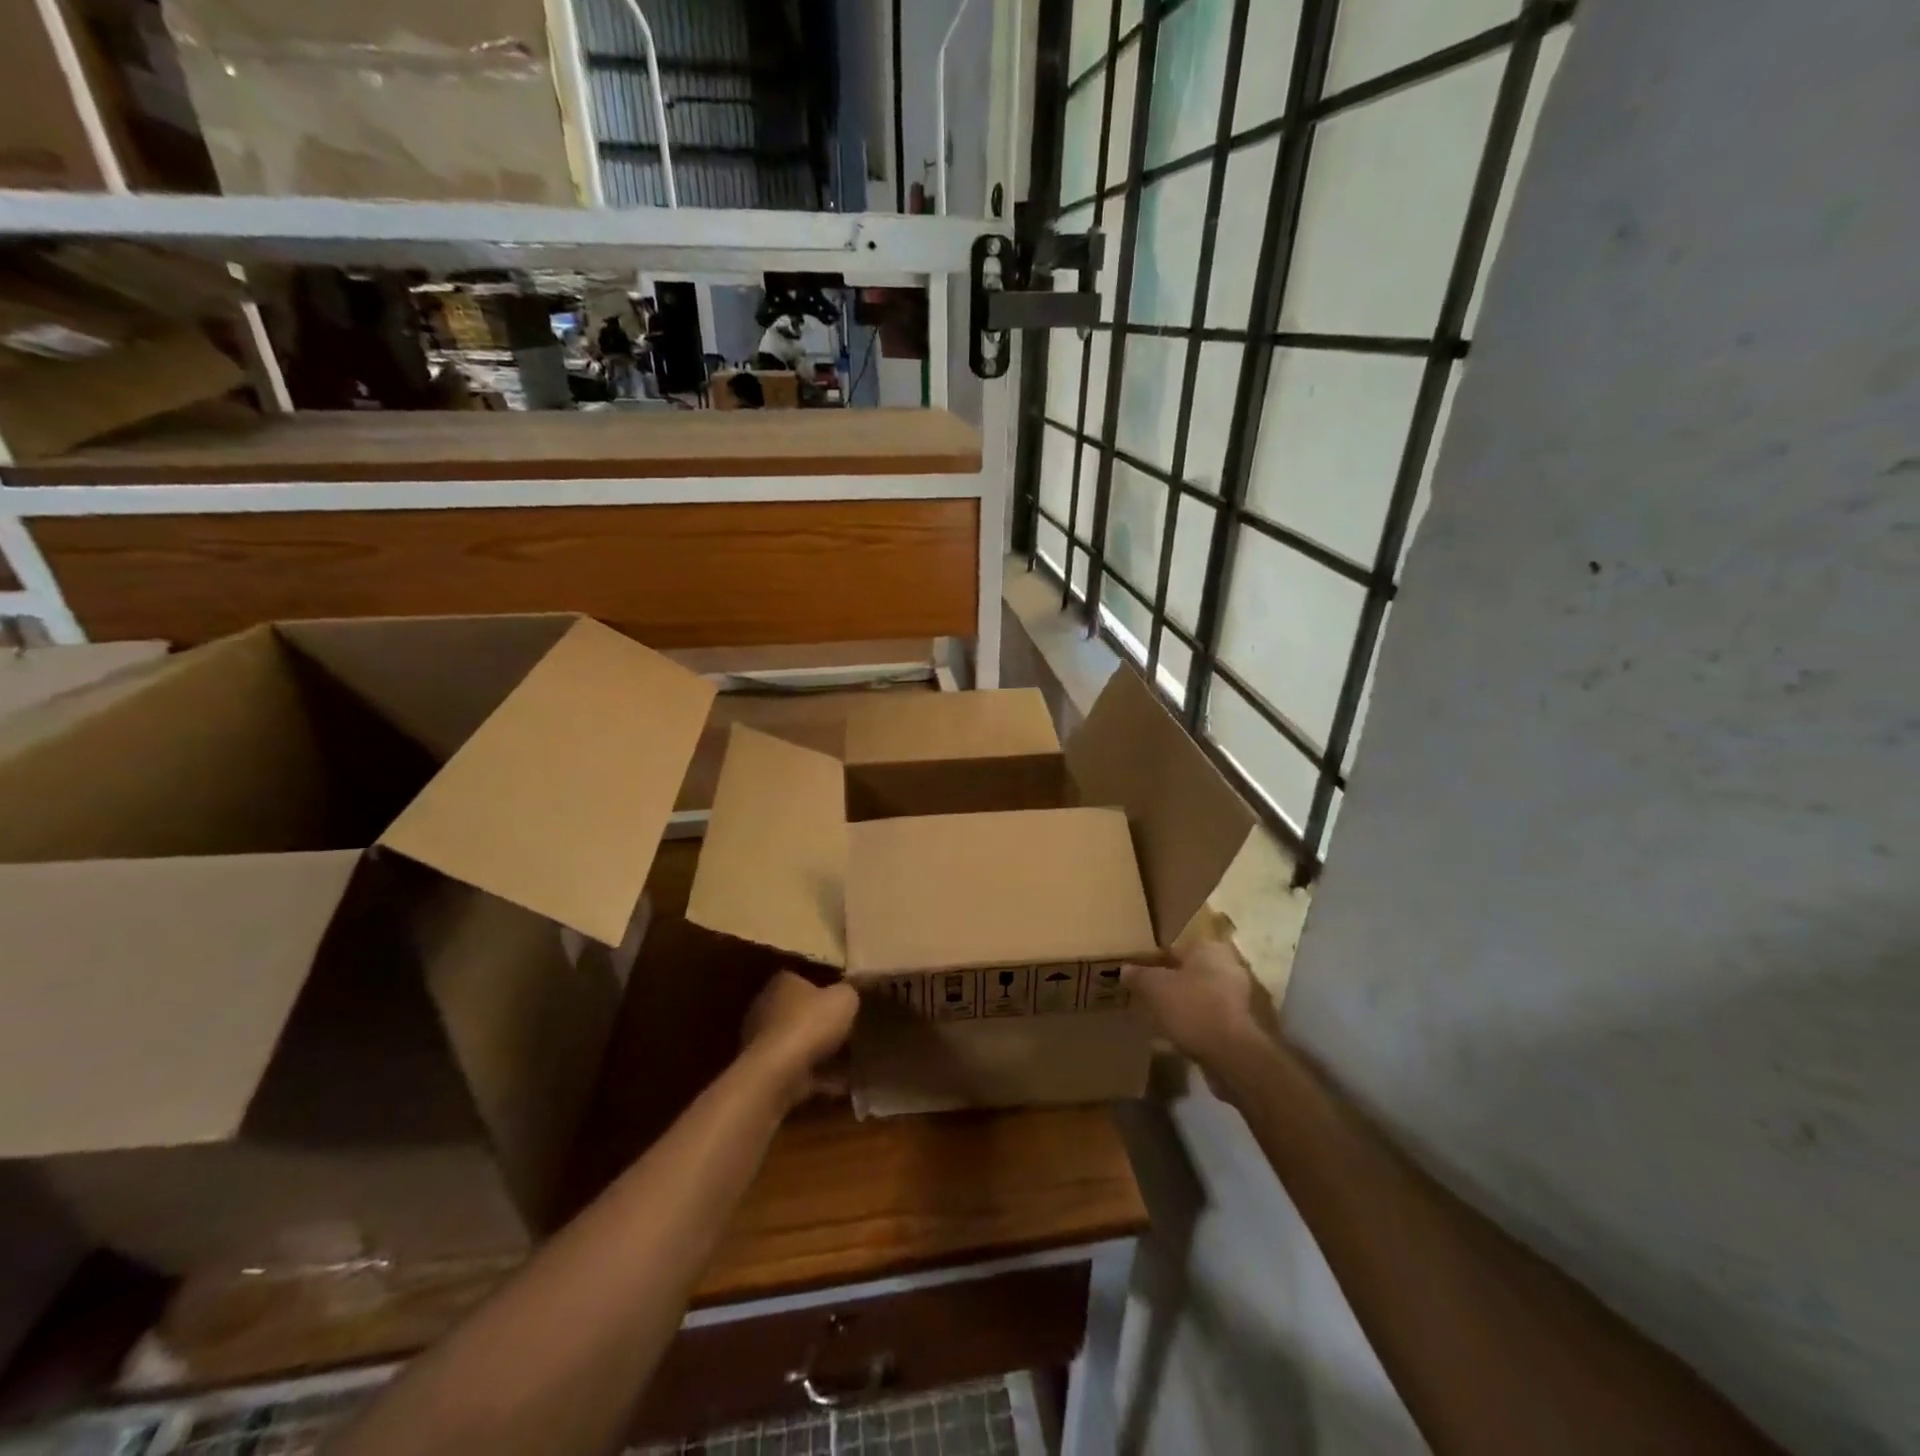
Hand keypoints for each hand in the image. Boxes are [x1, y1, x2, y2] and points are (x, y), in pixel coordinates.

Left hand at [740, 969, 859, 1110]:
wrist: (778, 1072)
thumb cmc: (810, 1023)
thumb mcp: (844, 999)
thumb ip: (848, 992)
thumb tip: (848, 994)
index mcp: (782, 983)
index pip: (802, 979)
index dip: (823, 988)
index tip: (841, 1000)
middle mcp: (766, 1007)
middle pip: (798, 1011)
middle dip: (819, 1022)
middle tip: (846, 1030)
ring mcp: (762, 1042)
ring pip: (797, 1043)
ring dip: (818, 1052)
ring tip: (848, 1061)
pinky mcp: (766, 1071)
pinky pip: (798, 1070)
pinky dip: (817, 1077)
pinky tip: (840, 1085)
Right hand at [1123, 939, 1275, 1088]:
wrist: (1230, 1054)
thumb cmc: (1191, 1007)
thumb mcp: (1154, 987)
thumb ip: (1138, 975)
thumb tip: (1125, 968)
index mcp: (1208, 949)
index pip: (1173, 949)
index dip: (1152, 963)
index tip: (1137, 977)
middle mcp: (1226, 967)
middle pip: (1187, 973)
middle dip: (1167, 984)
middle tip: (1145, 997)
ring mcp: (1236, 997)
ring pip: (1197, 996)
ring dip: (1178, 1006)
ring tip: (1155, 1019)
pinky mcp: (1238, 1024)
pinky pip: (1205, 1019)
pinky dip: (1190, 1025)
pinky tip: (1170, 1040)